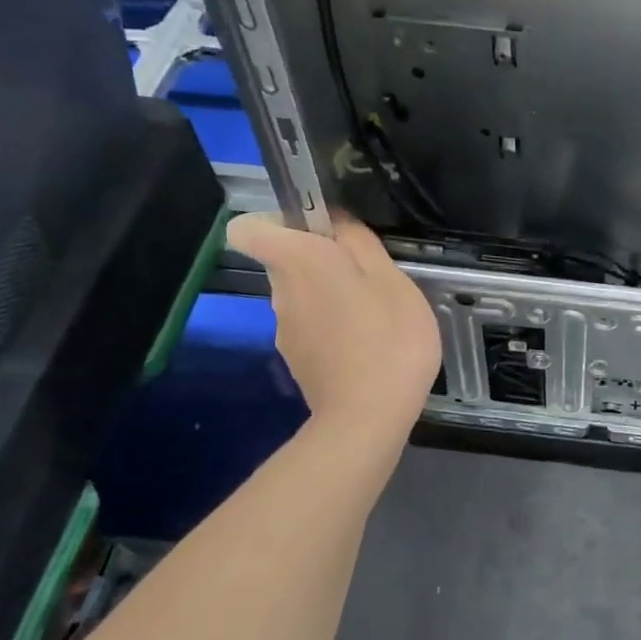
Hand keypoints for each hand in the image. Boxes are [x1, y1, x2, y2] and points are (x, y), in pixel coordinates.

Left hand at [226, 212, 441, 437]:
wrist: (368, 417)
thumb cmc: (388, 340)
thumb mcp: (392, 280)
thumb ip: (360, 243)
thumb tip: (336, 223)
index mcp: (298, 262)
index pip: (248, 228)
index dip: (278, 222)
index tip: (320, 232)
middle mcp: (280, 291)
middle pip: (288, 261)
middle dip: (322, 262)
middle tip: (371, 279)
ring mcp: (284, 330)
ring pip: (303, 296)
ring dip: (332, 298)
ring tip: (376, 318)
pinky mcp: (297, 360)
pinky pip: (312, 329)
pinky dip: (334, 330)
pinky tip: (368, 349)